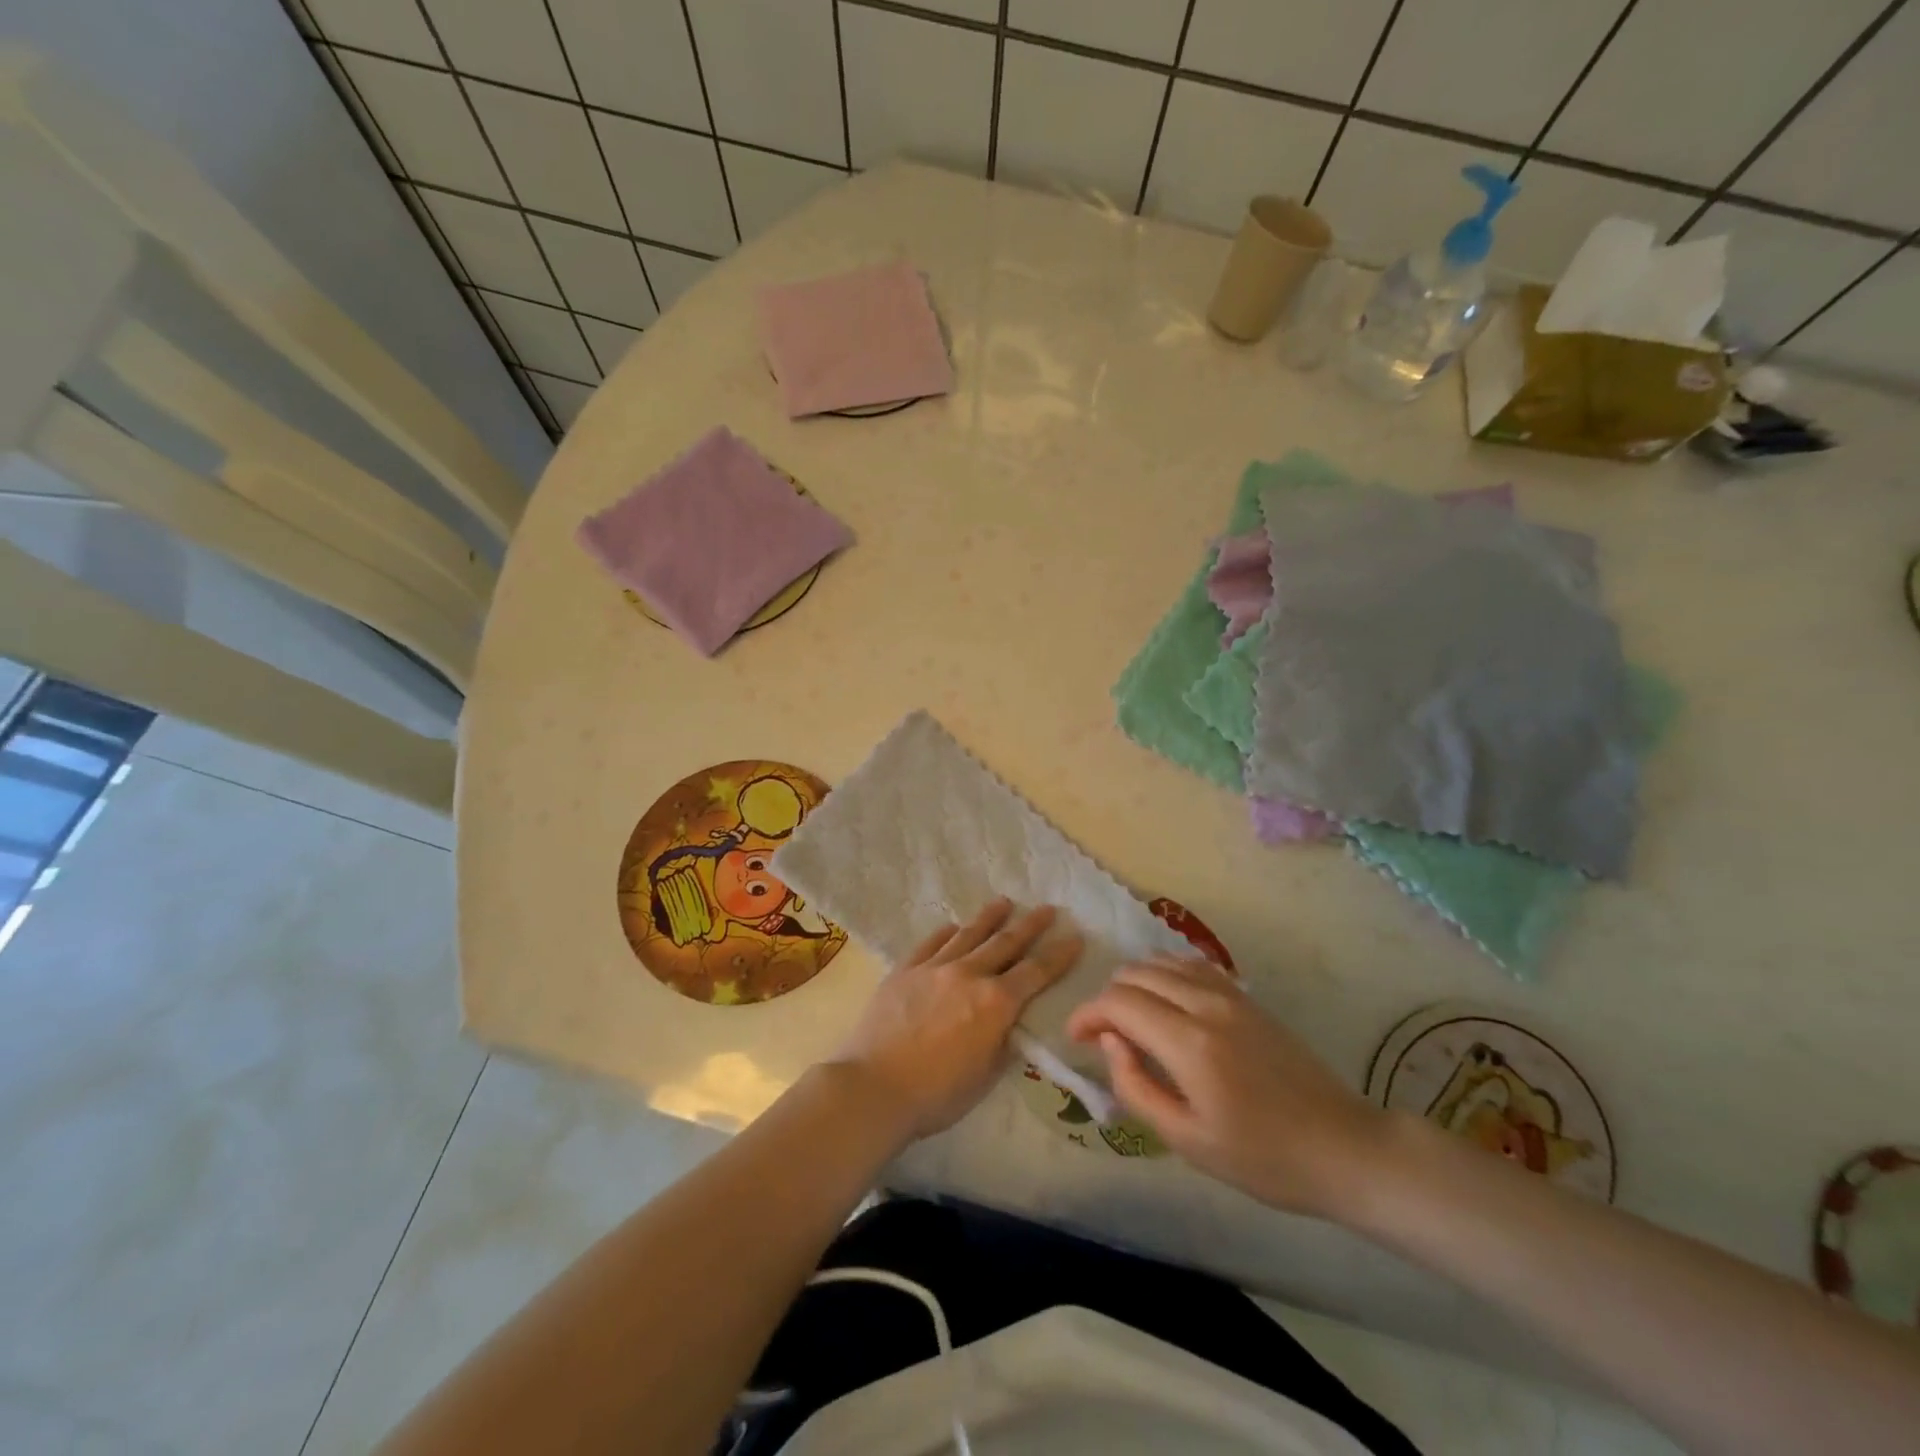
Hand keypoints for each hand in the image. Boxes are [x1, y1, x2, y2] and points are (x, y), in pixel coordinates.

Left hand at [830, 899, 1082, 1142]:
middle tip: (1047, 909)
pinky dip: (945, 933)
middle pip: (1006, 943)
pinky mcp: (905, 970)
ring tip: (1004, 902)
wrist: (874, 1086)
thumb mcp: (985, 1077)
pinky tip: (952, 926)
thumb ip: (1002, 1044)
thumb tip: (1008, 1024)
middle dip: (1030, 925)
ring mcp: (934, 968)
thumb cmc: (937, 1094)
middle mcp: (969, 975)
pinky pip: (930, 943)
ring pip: (968, 934)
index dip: (1059, 955)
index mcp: (996, 1003)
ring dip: (989, 917)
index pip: (1036, 972)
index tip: (1075, 937)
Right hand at [1066, 958, 1389, 1219]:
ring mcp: (1230, 994)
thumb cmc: (1263, 1158)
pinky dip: (1164, 975)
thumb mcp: (1187, 1140)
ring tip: (1131, 1021)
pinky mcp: (1246, 997)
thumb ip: (1135, 1087)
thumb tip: (1111, 1043)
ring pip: (1161, 962)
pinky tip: (1165, 1004)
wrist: (1343, 1147)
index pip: (1119, 1002)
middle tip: (1104, 1038)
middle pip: (1135, 974)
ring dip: (1135, 984)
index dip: (1088, 1014)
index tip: (1077, 1038)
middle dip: (1107, 1000)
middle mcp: (1206, 1004)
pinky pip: (1190, 966)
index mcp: (1189, 1043)